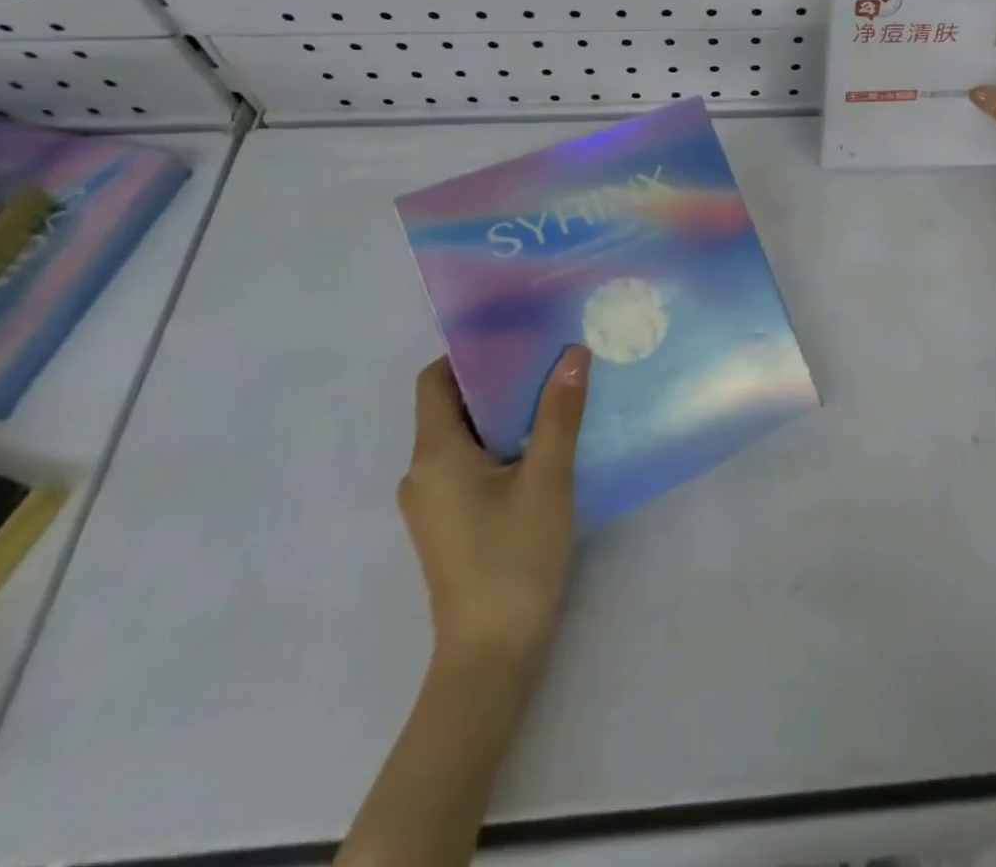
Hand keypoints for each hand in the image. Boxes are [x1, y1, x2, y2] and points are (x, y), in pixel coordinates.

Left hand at [398, 347, 589, 663]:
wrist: (491, 657)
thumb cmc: (514, 559)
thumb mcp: (547, 479)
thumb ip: (559, 414)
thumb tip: (573, 353)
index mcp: (434, 455)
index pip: (435, 381)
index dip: (470, 354)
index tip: (517, 337)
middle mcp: (422, 474)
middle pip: (451, 407)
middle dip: (498, 381)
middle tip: (548, 361)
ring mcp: (432, 503)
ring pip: (463, 438)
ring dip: (501, 415)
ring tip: (552, 397)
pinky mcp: (447, 525)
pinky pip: (468, 466)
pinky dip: (498, 446)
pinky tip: (540, 449)